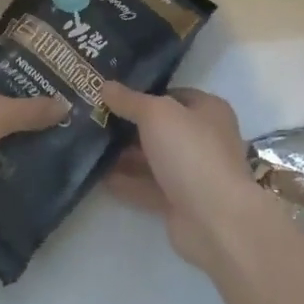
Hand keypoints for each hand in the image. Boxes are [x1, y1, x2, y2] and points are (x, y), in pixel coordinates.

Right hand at [102, 84, 257, 270]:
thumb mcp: (156, 114)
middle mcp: (204, 139)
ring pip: (153, 159)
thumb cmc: (190, 152)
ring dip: (124, 155)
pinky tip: (98, 176)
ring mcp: (193, 173)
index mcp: (208, 111)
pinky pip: (148, 186)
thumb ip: (130, 100)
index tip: (111, 94)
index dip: (144, 92)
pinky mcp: (180, 202)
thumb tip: (105, 85)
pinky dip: (126, 182)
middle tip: (94, 118)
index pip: (173, 95)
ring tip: (89, 146)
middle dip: (129, 125)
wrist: (214, 219)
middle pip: (161, 128)